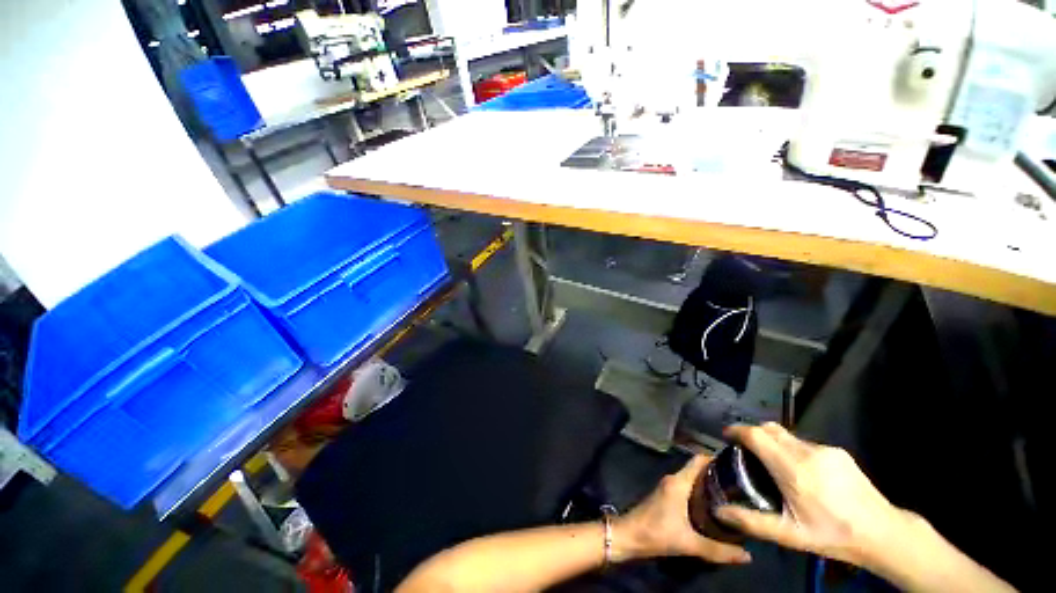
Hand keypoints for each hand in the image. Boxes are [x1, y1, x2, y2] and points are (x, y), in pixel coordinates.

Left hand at [614, 455, 751, 564]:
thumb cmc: (657, 533)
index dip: (717, 459)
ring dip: (709, 486)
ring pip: (692, 480)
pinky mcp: (666, 496)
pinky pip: (687, 489)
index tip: (738, 466)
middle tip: (742, 486)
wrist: (630, 536)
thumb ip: (719, 551)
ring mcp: (668, 487)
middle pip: (698, 470)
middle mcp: (673, 479)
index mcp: (678, 482)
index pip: (698, 461)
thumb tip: (748, 556)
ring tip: (733, 498)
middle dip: (718, 476)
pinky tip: (713, 508)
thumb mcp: (690, 543)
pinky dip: (700, 494)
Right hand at [715, 423, 912, 566]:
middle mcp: (807, 453)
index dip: (737, 430)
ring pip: (787, 436)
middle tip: (745, 450)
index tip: (726, 435)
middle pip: (770, 429)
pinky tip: (801, 472)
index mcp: (793, 471)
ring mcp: (825, 450)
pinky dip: (792, 449)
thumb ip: (752, 521)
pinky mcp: (838, 452)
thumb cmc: (833, 536)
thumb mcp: (790, 536)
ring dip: (773, 443)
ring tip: (773, 465)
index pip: (757, 436)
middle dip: (752, 433)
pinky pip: (805, 443)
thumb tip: (719, 511)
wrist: (884, 533)